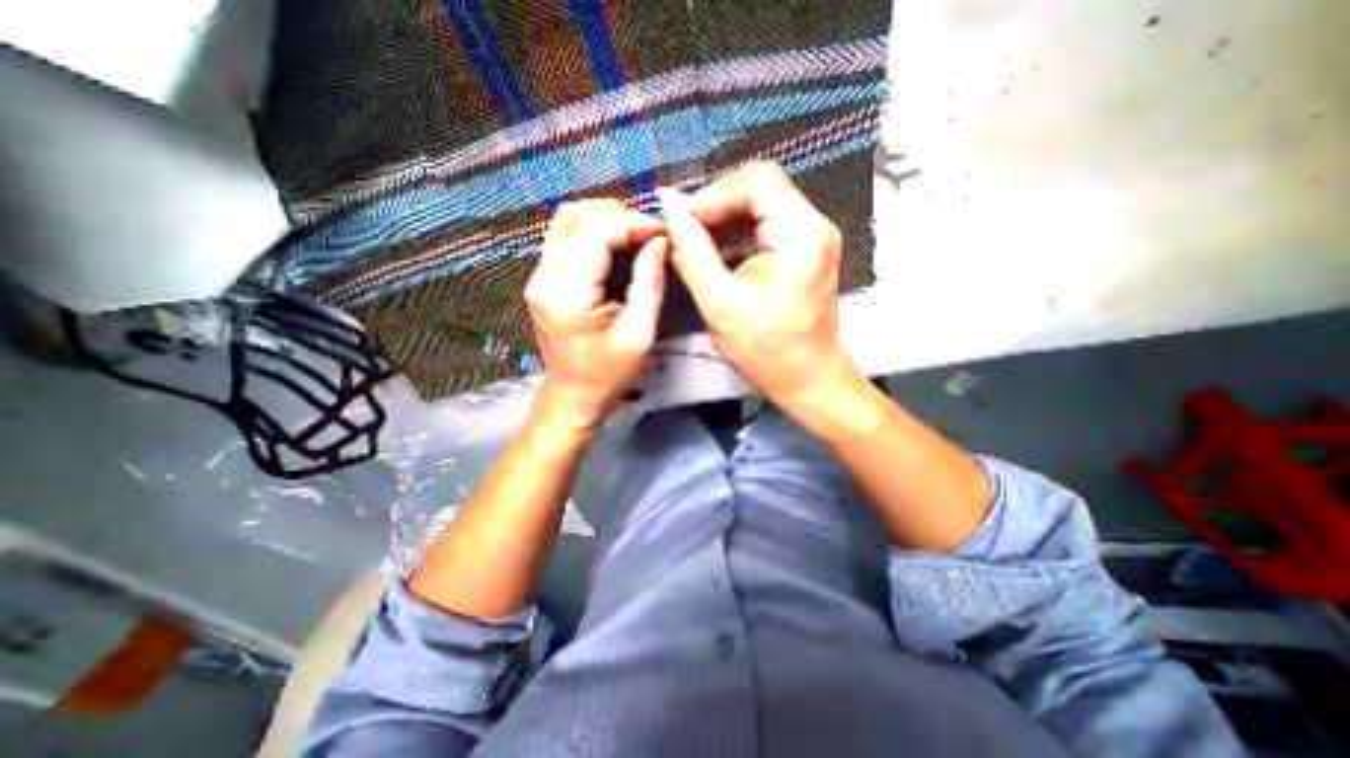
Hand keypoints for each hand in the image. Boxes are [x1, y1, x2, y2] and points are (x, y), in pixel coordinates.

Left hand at [523, 198, 664, 428]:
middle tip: (651, 235)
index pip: (597, 231)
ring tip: (637, 238)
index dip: (634, 223)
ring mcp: (539, 275)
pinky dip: (596, 233)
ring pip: (569, 219)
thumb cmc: (609, 375)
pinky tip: (619, 249)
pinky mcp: (543, 278)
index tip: (663, 234)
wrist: (574, 396)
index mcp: (566, 293)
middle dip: (621, 216)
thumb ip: (649, 283)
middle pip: (577, 215)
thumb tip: (659, 241)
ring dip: (607, 220)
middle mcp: (544, 276)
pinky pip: (567, 237)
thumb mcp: (639, 334)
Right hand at [661, 162, 856, 417]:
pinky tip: (720, 257)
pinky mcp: (808, 251)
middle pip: (761, 188)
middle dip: (718, 207)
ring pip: (763, 206)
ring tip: (699, 247)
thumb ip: (692, 252)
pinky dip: (740, 236)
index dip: (715, 194)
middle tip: (688, 235)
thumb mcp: (720, 303)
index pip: (757, 180)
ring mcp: (814, 238)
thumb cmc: (767, 350)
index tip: (686, 223)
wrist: (809, 379)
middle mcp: (815, 226)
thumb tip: (670, 207)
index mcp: (800, 235)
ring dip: (727, 222)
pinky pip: (769, 226)